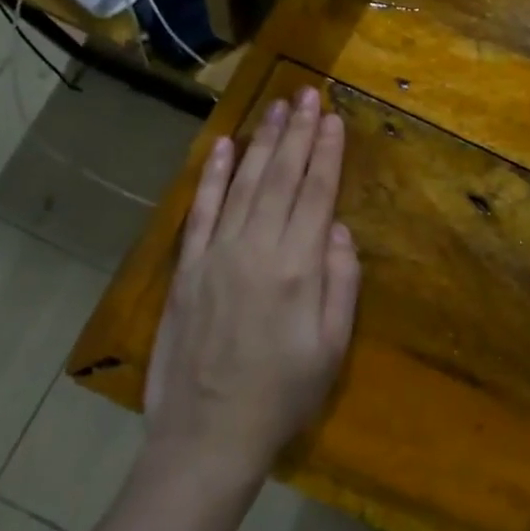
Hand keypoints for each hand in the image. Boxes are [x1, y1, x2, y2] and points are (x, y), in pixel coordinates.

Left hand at [145, 87, 360, 484]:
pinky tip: (224, 146)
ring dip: (262, 142)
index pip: (316, 194)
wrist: (207, 436)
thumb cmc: (282, 396)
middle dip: (298, 132)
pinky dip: (213, 176)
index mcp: (298, 268)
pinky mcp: (188, 268)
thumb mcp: (332, 348)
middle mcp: (257, 249)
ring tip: (276, 106)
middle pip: (282, 177)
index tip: (333, 118)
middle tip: (307, 94)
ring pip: (244, 183)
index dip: (327, 153)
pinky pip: (202, 210)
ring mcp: (217, 254)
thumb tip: (340, 229)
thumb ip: (341, 283)